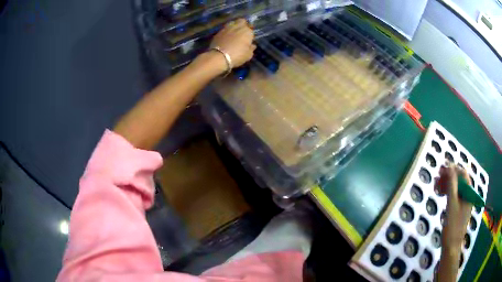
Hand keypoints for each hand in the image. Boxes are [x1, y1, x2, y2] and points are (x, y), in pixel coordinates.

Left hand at [210, 18, 255, 67]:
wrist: (219, 56)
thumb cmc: (237, 56)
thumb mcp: (248, 55)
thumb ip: (251, 48)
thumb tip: (252, 45)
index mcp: (247, 31)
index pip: (251, 29)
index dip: (250, 34)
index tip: (249, 39)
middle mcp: (238, 27)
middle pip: (242, 21)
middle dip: (243, 25)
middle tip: (242, 32)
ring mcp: (227, 28)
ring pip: (233, 23)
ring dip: (234, 26)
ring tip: (234, 33)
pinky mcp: (219, 31)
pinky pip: (225, 28)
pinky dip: (227, 31)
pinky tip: (226, 36)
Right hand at [437, 165, 472, 250]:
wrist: (451, 247)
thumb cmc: (452, 226)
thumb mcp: (452, 205)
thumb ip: (452, 185)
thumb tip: (449, 167)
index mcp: (469, 192)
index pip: (463, 174)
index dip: (453, 169)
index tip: (441, 170)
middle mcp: (468, 194)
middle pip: (459, 180)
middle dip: (448, 177)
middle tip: (436, 178)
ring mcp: (464, 202)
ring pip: (456, 187)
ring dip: (446, 185)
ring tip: (436, 186)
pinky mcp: (459, 208)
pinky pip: (454, 195)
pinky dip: (447, 193)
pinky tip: (440, 194)